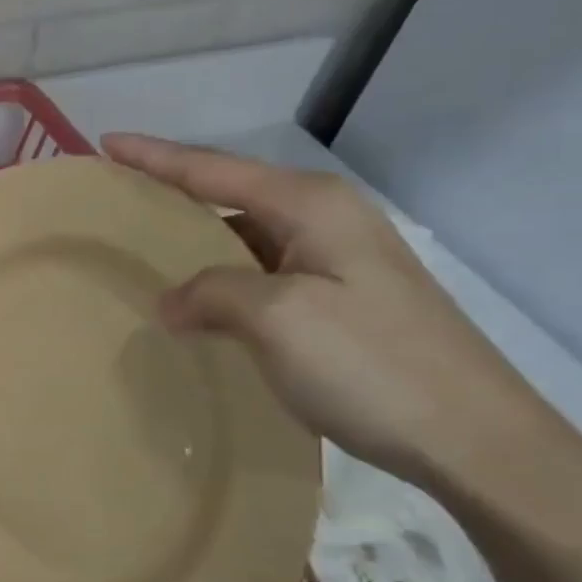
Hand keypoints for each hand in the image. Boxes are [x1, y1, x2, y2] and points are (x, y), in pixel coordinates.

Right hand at [102, 133, 574, 492]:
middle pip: (230, 192)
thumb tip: (170, 301)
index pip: (212, 168)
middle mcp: (326, 219)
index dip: (155, 156)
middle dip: (172, 191)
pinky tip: (199, 299)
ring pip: (245, 235)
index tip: (106, 141)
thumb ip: (210, 293)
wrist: (475, 440)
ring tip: (144, 248)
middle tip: (117, 196)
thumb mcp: (276, 319)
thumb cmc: (371, 364)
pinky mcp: (342, 299)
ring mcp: (339, 260)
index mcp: (311, 205)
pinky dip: (222, 277)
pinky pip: (261, 271)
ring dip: (196, 239)